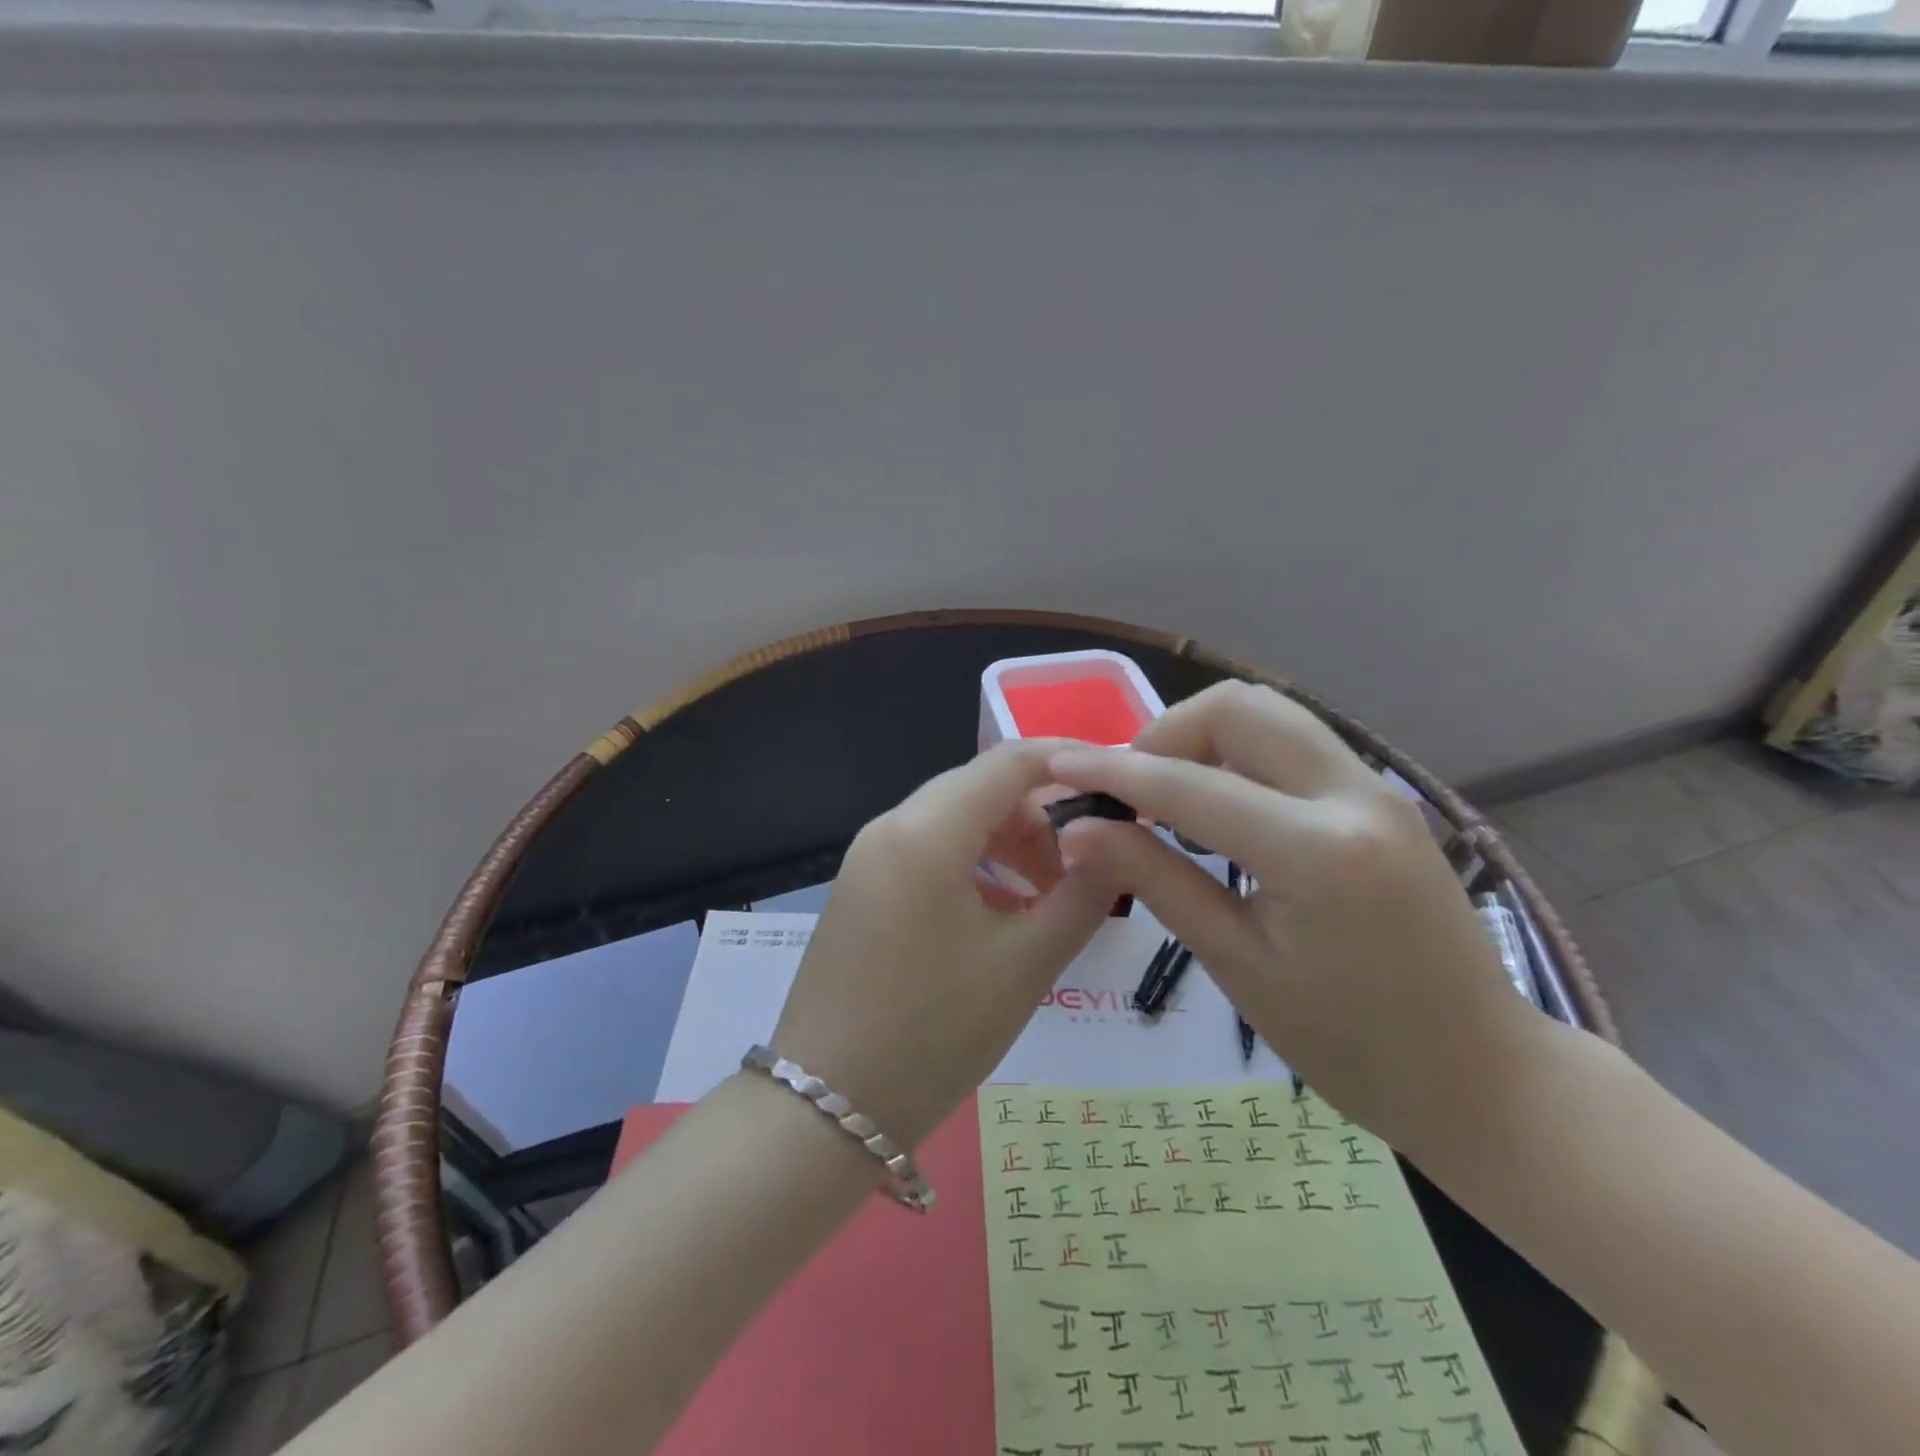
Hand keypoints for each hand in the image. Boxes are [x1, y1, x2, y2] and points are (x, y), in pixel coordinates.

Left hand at [769, 740, 1116, 1150]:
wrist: (826, 1109)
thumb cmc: (933, 1033)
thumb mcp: (1024, 965)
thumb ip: (1082, 895)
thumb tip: (1119, 844)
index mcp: (927, 830)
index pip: (1010, 761)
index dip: (1071, 761)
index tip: (1120, 783)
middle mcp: (891, 825)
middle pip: (981, 787)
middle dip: (1043, 813)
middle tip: (1089, 864)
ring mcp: (869, 856)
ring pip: (956, 819)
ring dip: (1010, 842)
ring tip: (1048, 899)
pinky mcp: (862, 887)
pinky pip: (929, 851)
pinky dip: (975, 865)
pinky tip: (1001, 914)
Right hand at [1048, 682, 1536, 1156]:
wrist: (1479, 1074)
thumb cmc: (1348, 1044)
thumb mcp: (1236, 964)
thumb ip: (1155, 880)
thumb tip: (1079, 831)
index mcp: (1317, 851)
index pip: (1189, 784)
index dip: (1113, 771)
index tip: (1060, 766)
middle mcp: (1354, 795)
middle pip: (1239, 707)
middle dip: (1166, 733)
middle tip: (1131, 790)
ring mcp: (1377, 788)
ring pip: (1271, 712)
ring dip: (1204, 735)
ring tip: (1168, 793)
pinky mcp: (1382, 796)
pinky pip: (1297, 741)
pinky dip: (1241, 752)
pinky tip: (1220, 803)